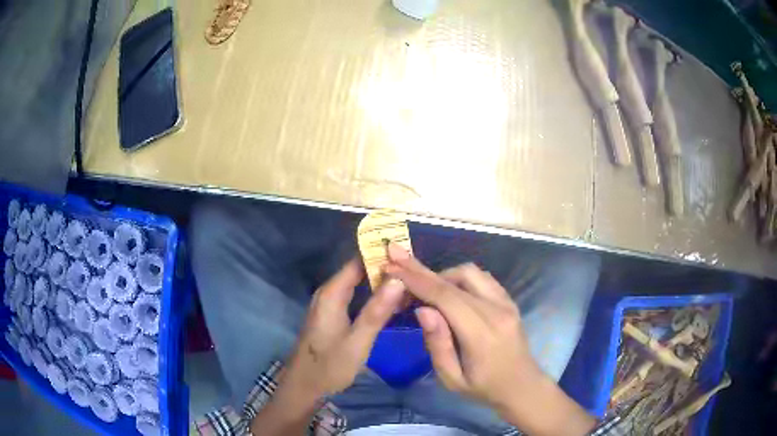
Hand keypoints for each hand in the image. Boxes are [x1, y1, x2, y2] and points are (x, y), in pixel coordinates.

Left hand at [283, 258, 405, 400]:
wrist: (304, 386)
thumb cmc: (329, 365)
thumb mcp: (357, 341)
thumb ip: (377, 311)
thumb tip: (399, 279)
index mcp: (332, 293)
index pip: (358, 260)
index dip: (382, 255)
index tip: (409, 255)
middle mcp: (329, 292)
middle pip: (359, 270)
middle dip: (386, 269)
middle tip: (416, 272)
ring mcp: (329, 304)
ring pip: (358, 283)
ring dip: (381, 283)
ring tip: (411, 283)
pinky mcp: (332, 315)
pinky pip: (355, 296)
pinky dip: (373, 295)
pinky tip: (392, 302)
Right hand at [385, 245, 594, 435]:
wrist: (522, 385)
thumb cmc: (483, 388)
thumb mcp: (452, 379)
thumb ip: (437, 344)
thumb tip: (422, 309)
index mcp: (481, 334)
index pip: (445, 297)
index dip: (416, 280)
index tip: (392, 266)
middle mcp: (496, 311)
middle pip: (455, 279)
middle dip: (422, 269)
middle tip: (397, 257)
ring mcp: (506, 302)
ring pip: (469, 272)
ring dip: (443, 275)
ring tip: (425, 289)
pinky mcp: (509, 300)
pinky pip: (482, 278)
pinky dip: (459, 278)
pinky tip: (448, 290)